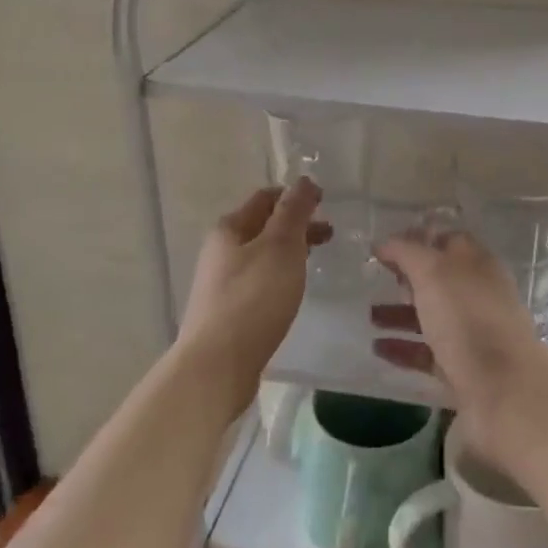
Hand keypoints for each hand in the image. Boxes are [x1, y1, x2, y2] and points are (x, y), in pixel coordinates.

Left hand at [177, 180, 329, 411]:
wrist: (217, 366)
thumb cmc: (253, 298)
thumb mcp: (280, 246)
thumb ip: (294, 212)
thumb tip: (304, 181)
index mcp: (230, 228)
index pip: (266, 197)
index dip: (295, 196)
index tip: (326, 203)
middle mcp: (221, 251)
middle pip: (263, 226)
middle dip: (296, 225)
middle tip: (330, 234)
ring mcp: (222, 283)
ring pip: (263, 255)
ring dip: (290, 252)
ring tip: (317, 262)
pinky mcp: (229, 312)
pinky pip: (260, 282)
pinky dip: (281, 276)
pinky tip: (294, 291)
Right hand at [372, 224, 547, 463]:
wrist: (503, 389)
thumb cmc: (467, 318)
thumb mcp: (433, 272)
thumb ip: (407, 252)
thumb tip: (384, 243)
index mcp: (477, 264)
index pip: (447, 241)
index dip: (417, 240)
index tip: (384, 248)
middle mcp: (477, 295)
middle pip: (438, 280)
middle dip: (406, 279)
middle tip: (375, 280)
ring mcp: (472, 333)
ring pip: (432, 316)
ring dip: (400, 314)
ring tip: (368, 317)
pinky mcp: (463, 368)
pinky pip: (428, 352)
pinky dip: (403, 348)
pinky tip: (378, 348)